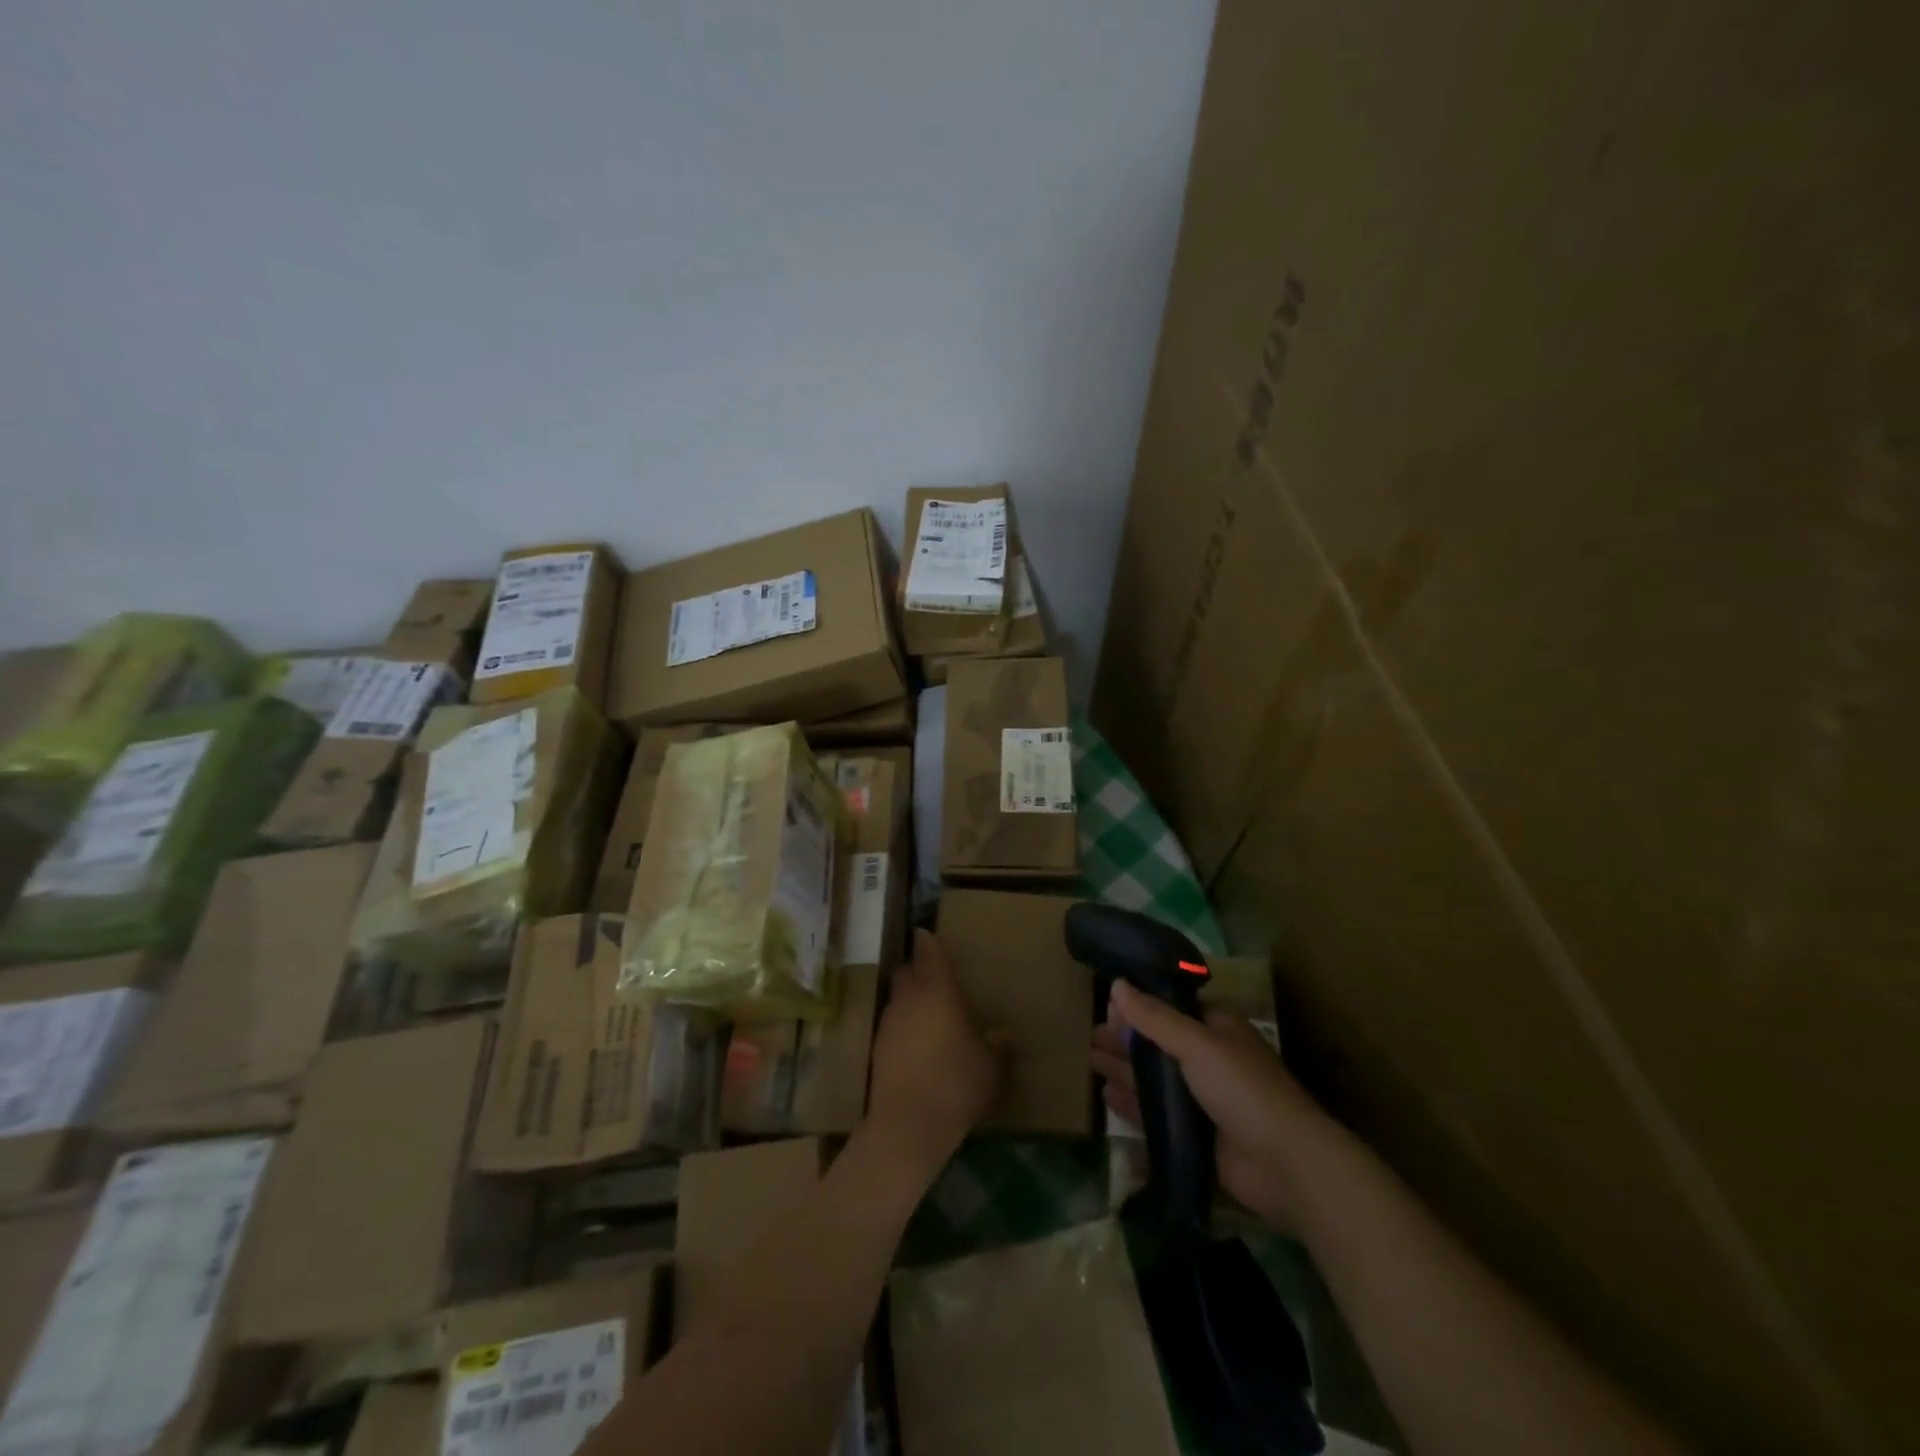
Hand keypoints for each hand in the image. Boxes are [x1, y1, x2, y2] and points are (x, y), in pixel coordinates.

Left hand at [866, 931, 1001, 1165]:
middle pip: (905, 971)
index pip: (928, 953)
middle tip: (930, 976)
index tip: (925, 932)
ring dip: (908, 1000)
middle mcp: (908, 998)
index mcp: (937, 990)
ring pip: (896, 999)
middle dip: (914, 969)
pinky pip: (891, 1026)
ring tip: (926, 1014)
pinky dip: (902, 1027)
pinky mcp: (876, 1049)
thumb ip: (996, 1045)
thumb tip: (1000, 1035)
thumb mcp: (991, 1065)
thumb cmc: (957, 1082)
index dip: (927, 941)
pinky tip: (915, 1045)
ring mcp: (888, 1023)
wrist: (909, 1123)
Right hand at [1093, 981, 1334, 1230]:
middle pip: (1158, 1042)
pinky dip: (1132, 1102)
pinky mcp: (1196, 1134)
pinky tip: (1106, 1094)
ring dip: (1123, 1067)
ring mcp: (1202, 1098)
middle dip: (1125, 1038)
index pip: (1170, 1007)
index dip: (1139, 1005)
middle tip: (1089, 1035)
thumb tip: (1116, 985)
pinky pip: (1156, 1113)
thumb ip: (1155, 1017)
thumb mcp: (1197, 1044)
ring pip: (1154, 1077)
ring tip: (1089, 1059)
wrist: (1285, 1166)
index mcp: (1216, 1027)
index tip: (1106, 1004)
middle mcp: (1208, 1058)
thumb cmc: (1243, 1089)